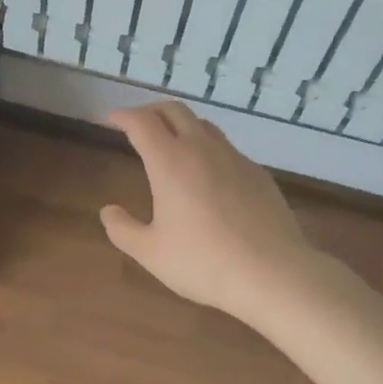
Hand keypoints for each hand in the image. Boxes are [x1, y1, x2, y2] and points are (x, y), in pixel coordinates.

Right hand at [100, 102, 340, 323]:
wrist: (273, 273)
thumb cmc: (203, 262)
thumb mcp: (151, 252)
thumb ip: (123, 229)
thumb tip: (109, 211)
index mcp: (170, 161)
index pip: (141, 122)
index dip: (122, 116)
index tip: (110, 119)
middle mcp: (202, 148)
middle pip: (174, 110)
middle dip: (151, 110)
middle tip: (137, 123)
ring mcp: (235, 158)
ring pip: (203, 125)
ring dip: (181, 125)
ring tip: (171, 142)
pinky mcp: (257, 174)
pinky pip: (226, 148)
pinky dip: (207, 148)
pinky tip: (207, 174)